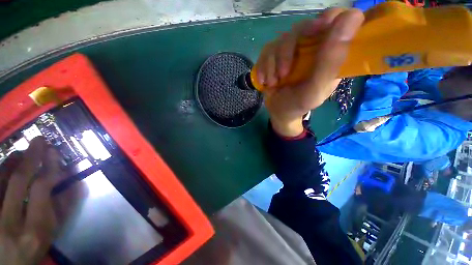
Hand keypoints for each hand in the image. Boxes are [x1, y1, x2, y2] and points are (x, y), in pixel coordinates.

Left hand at [0, 137, 60, 264]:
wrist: (8, 262)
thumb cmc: (34, 247)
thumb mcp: (51, 233)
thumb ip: (62, 209)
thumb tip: (74, 182)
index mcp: (33, 229)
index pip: (40, 189)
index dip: (48, 167)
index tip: (54, 152)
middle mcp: (9, 222)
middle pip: (17, 181)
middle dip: (30, 157)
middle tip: (39, 141)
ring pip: (0, 180)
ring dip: (12, 161)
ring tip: (22, 151)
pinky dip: (1, 171)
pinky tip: (8, 163)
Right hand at [256, 8, 363, 136]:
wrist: (279, 112)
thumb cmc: (299, 104)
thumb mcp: (316, 88)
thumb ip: (332, 60)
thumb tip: (353, 15)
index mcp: (329, 52)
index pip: (335, 19)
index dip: (325, 21)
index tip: (313, 36)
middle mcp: (311, 47)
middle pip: (302, 27)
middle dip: (287, 52)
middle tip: (283, 74)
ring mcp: (291, 50)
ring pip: (280, 40)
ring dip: (273, 64)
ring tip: (273, 83)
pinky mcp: (275, 56)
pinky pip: (266, 51)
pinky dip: (263, 67)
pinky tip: (265, 81)